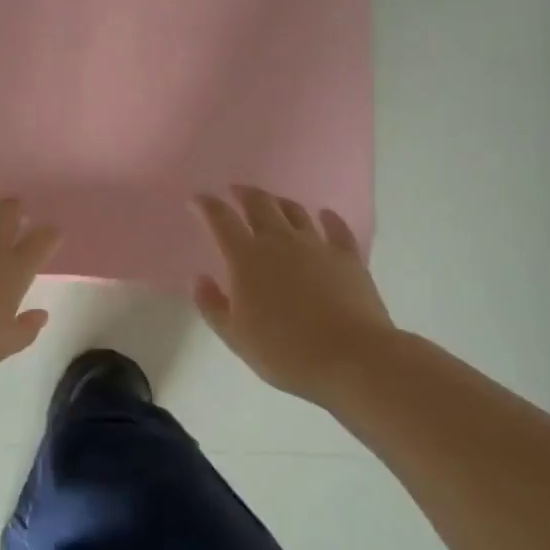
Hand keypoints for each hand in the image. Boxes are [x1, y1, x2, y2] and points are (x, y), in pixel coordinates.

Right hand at [192, 186, 398, 403]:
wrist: (352, 358)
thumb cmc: (285, 352)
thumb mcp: (235, 336)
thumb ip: (212, 304)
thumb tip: (200, 278)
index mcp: (246, 258)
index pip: (220, 219)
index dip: (205, 205)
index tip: (196, 199)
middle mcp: (279, 241)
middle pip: (258, 204)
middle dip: (243, 194)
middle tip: (234, 192)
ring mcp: (316, 245)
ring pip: (294, 210)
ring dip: (278, 202)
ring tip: (272, 203)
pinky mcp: (348, 256)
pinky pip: (336, 228)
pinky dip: (327, 218)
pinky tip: (324, 215)